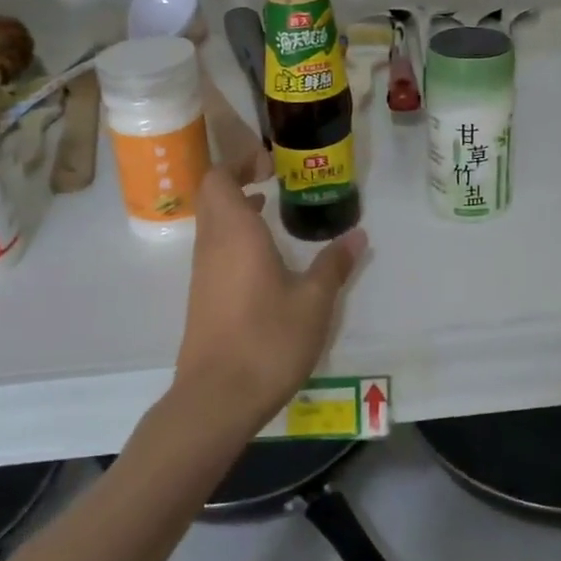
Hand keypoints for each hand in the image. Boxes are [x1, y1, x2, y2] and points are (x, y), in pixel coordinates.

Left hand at [174, 163, 367, 433]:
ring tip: (270, 209)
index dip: (239, 162)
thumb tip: (357, 235)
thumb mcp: (314, 302)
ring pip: (211, 224)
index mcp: (235, 233)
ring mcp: (202, 273)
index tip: (269, 163)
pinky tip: (263, 258)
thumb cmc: (267, 340)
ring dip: (235, 209)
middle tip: (272, 179)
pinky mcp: (202, 297)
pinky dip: (234, 237)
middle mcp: (212, 245)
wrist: (216, 399)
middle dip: (237, 179)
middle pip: (212, 196)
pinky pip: (214, 249)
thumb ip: (333, 265)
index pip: (219, 178)